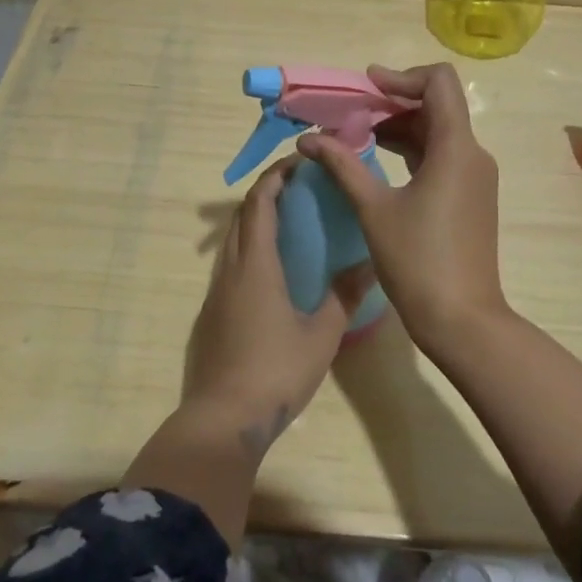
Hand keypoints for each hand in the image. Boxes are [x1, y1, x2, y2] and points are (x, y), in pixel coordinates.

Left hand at [184, 156, 372, 457]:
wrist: (223, 419)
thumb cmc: (276, 371)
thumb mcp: (321, 335)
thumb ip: (344, 296)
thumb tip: (370, 264)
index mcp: (255, 266)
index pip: (259, 204)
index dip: (275, 177)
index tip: (298, 162)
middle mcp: (230, 270)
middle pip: (241, 216)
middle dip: (265, 192)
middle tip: (298, 186)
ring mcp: (216, 292)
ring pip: (232, 240)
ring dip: (255, 220)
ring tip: (288, 220)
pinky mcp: (211, 313)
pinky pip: (229, 263)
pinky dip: (248, 247)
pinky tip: (272, 267)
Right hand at [297, 63, 507, 355]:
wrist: (462, 319)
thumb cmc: (417, 261)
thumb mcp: (373, 209)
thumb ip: (342, 165)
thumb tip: (308, 138)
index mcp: (456, 148)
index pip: (439, 83)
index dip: (402, 77)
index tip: (366, 87)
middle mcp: (472, 154)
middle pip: (436, 106)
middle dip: (392, 103)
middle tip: (350, 114)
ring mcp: (474, 177)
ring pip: (438, 132)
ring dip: (399, 127)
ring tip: (355, 137)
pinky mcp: (470, 196)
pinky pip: (441, 157)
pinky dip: (411, 150)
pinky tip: (377, 162)